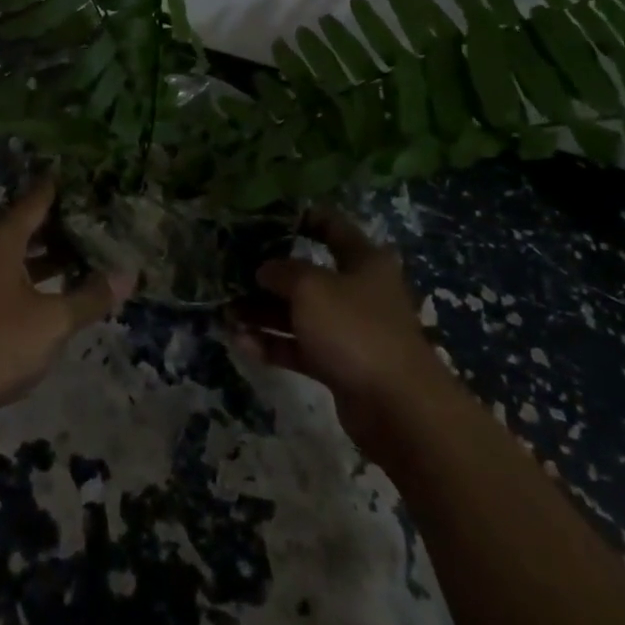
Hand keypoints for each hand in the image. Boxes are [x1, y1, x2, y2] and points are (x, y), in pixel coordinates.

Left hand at [0, 179, 135, 420]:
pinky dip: (28, 274)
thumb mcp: (52, 323)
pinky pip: (3, 276)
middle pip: (21, 226)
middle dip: (53, 222)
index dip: (55, 189)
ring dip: (41, 253)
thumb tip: (129, 274)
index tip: (77, 176)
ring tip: (74, 254)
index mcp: (2, 242)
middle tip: (86, 218)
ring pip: (12, 254)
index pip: (34, 202)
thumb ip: (89, 298)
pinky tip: (46, 291)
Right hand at [231, 207, 436, 456]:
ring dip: (264, 313)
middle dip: (270, 275)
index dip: (302, 218)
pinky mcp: (340, 365)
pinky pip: (300, 347)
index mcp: (364, 260)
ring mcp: (349, 330)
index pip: (332, 226)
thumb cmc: (355, 328)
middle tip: (233, 271)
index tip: (266, 217)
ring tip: (226, 312)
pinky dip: (273, 344)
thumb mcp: (311, 288)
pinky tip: (241, 342)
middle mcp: (358, 291)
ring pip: (299, 314)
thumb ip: (282, 271)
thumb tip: (266, 270)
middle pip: (309, 274)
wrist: (398, 407)